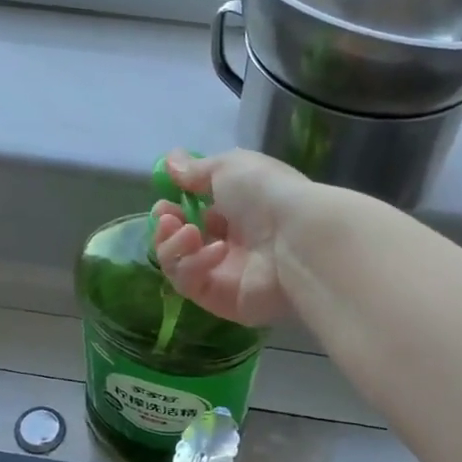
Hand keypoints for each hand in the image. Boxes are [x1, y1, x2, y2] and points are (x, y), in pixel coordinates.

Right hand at [152, 148, 315, 326]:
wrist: (298, 237)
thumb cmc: (267, 193)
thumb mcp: (228, 167)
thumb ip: (195, 170)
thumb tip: (170, 161)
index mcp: (237, 210)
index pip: (194, 213)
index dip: (173, 206)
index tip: (164, 199)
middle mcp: (231, 242)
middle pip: (180, 241)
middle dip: (165, 228)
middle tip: (167, 218)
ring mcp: (225, 274)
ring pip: (178, 265)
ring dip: (173, 245)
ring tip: (188, 232)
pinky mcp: (222, 300)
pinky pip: (191, 284)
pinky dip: (195, 265)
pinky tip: (216, 251)